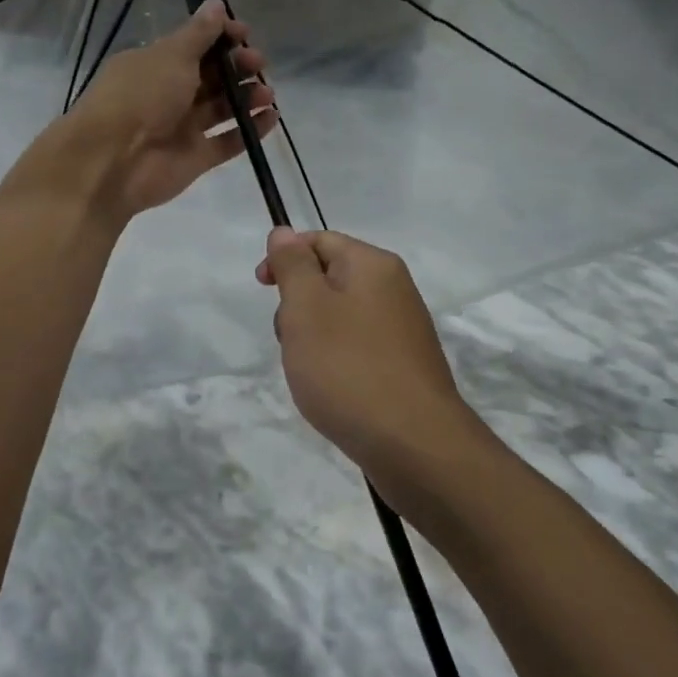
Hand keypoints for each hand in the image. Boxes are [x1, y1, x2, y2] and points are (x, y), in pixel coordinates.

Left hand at [20, 1, 275, 222]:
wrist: (113, 161)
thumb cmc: (141, 96)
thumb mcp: (171, 55)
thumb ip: (199, 33)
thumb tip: (217, 5)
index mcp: (154, 65)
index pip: (193, 46)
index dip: (220, 38)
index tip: (244, 34)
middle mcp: (167, 95)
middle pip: (210, 77)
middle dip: (237, 67)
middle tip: (258, 64)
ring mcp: (181, 129)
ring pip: (220, 109)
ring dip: (246, 98)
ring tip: (267, 93)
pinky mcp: (194, 159)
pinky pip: (227, 142)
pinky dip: (249, 131)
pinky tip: (271, 118)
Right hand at [259, 228, 480, 501]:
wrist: (414, 445)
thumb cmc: (348, 368)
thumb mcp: (306, 308)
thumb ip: (292, 265)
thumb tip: (284, 231)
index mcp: (373, 266)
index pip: (319, 241)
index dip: (285, 258)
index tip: (262, 289)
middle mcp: (394, 289)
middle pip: (330, 279)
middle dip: (298, 304)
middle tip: (290, 339)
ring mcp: (403, 330)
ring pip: (340, 317)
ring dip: (313, 337)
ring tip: (309, 372)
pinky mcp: (405, 367)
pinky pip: (357, 348)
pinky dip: (335, 361)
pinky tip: (332, 391)